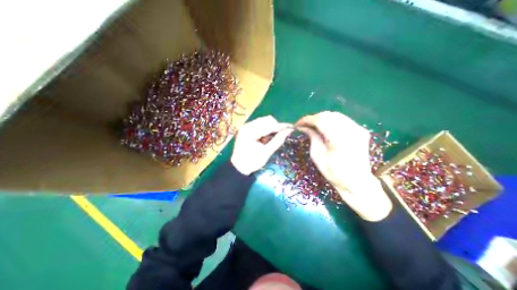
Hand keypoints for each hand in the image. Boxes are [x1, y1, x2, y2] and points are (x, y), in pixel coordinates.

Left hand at [232, 114, 291, 173]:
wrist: (239, 167)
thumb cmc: (252, 162)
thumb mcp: (267, 152)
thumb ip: (278, 140)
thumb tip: (289, 130)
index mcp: (250, 132)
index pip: (269, 125)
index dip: (281, 126)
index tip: (291, 127)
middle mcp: (247, 126)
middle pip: (266, 120)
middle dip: (275, 127)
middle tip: (279, 136)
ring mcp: (246, 126)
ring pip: (263, 121)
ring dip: (270, 127)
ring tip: (269, 139)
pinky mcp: (246, 128)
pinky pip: (259, 124)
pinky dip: (265, 129)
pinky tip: (264, 138)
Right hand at [295, 112, 391, 220]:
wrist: (358, 182)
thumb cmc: (335, 174)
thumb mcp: (318, 158)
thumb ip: (312, 139)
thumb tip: (304, 127)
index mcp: (339, 141)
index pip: (320, 121)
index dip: (307, 120)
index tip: (297, 124)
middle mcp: (351, 131)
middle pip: (328, 115)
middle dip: (313, 118)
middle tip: (304, 125)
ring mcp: (358, 129)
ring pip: (335, 115)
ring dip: (321, 118)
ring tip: (313, 125)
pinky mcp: (361, 130)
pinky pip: (343, 119)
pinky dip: (331, 120)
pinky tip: (325, 127)